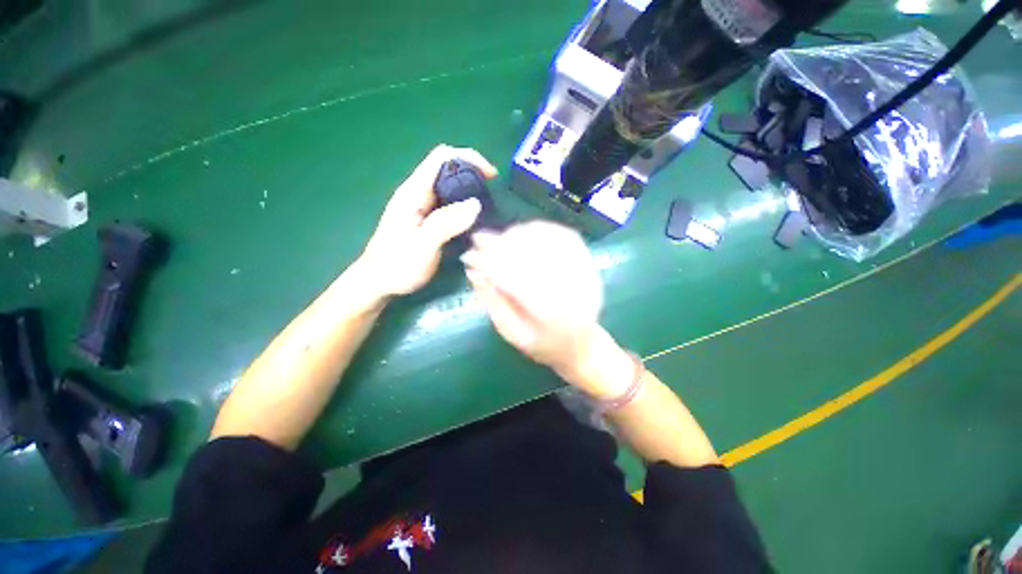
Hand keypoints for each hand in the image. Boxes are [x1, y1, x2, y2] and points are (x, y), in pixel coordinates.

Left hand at [358, 145, 497, 298]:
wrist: (378, 283)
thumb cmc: (397, 265)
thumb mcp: (423, 246)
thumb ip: (446, 223)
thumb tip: (475, 204)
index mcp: (413, 192)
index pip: (442, 158)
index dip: (468, 158)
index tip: (490, 175)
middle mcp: (418, 193)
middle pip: (448, 169)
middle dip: (472, 174)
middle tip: (492, 194)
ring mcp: (422, 206)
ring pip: (450, 187)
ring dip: (470, 191)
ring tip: (487, 208)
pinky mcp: (427, 219)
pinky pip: (449, 204)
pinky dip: (464, 206)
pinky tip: (473, 220)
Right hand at [461, 221, 630, 397]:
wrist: (581, 344)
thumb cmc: (543, 345)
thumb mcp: (512, 332)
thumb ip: (493, 302)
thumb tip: (472, 270)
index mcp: (554, 317)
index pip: (518, 282)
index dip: (491, 264)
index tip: (469, 255)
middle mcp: (575, 292)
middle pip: (535, 257)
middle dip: (502, 245)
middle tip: (479, 241)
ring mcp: (586, 274)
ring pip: (552, 241)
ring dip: (520, 234)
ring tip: (500, 238)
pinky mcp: (589, 263)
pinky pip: (566, 236)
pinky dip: (541, 230)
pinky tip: (523, 232)